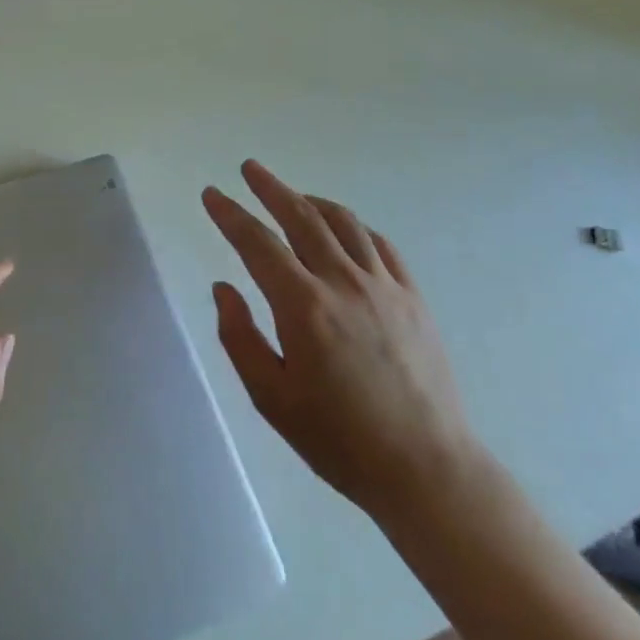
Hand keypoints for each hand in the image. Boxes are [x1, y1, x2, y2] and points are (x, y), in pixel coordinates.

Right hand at [203, 160, 486, 530]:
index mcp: (304, 307)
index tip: (212, 194)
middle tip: (250, 169)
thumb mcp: (271, 397)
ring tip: (292, 195)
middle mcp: (344, 283)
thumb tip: (224, 287)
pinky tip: (342, 229)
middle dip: (271, 188)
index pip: (257, 244)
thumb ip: (239, 336)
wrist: (427, 470)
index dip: (230, 215)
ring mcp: (384, 287)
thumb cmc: (338, 439)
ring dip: (311, 201)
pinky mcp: (413, 298)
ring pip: (343, 223)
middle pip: (301, 218)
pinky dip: (353, 226)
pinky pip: (380, 245)